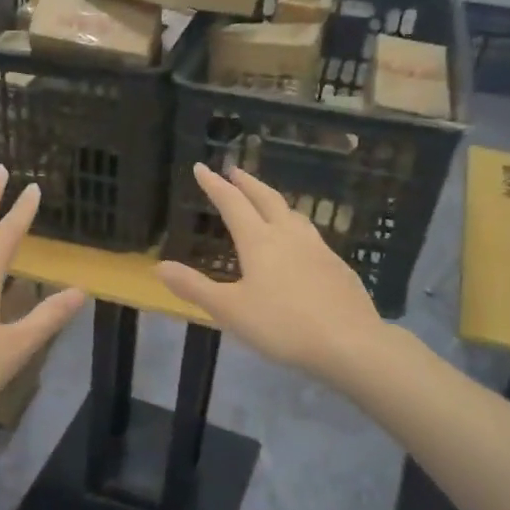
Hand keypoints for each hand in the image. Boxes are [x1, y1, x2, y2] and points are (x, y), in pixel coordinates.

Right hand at [157, 163, 380, 381]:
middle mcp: (289, 235)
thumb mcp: (229, 310)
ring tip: (266, 200)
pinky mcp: (337, 266)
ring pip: (293, 214)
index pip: (232, 203)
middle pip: (266, 199)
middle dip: (247, 183)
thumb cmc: (282, 325)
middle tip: (235, 171)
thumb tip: (159, 267)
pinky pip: (311, 234)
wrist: (349, 342)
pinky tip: (299, 243)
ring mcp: (318, 248)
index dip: (214, 185)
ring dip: (274, 201)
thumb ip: (194, 287)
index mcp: (259, 241)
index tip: (201, 167)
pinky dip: (295, 226)